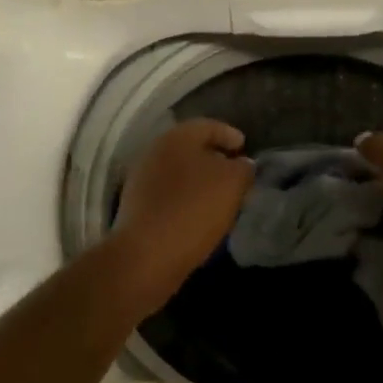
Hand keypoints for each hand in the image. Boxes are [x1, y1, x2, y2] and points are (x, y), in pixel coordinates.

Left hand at [113, 119, 254, 292]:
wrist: (146, 255)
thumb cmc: (194, 209)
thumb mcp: (233, 184)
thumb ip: (243, 168)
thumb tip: (241, 164)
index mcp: (177, 137)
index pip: (208, 126)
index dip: (230, 135)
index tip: (245, 148)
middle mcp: (155, 152)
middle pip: (191, 148)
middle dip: (215, 158)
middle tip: (236, 173)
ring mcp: (142, 180)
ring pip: (179, 172)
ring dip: (200, 181)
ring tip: (222, 197)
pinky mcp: (137, 207)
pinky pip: (169, 194)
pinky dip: (187, 199)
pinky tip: (201, 215)